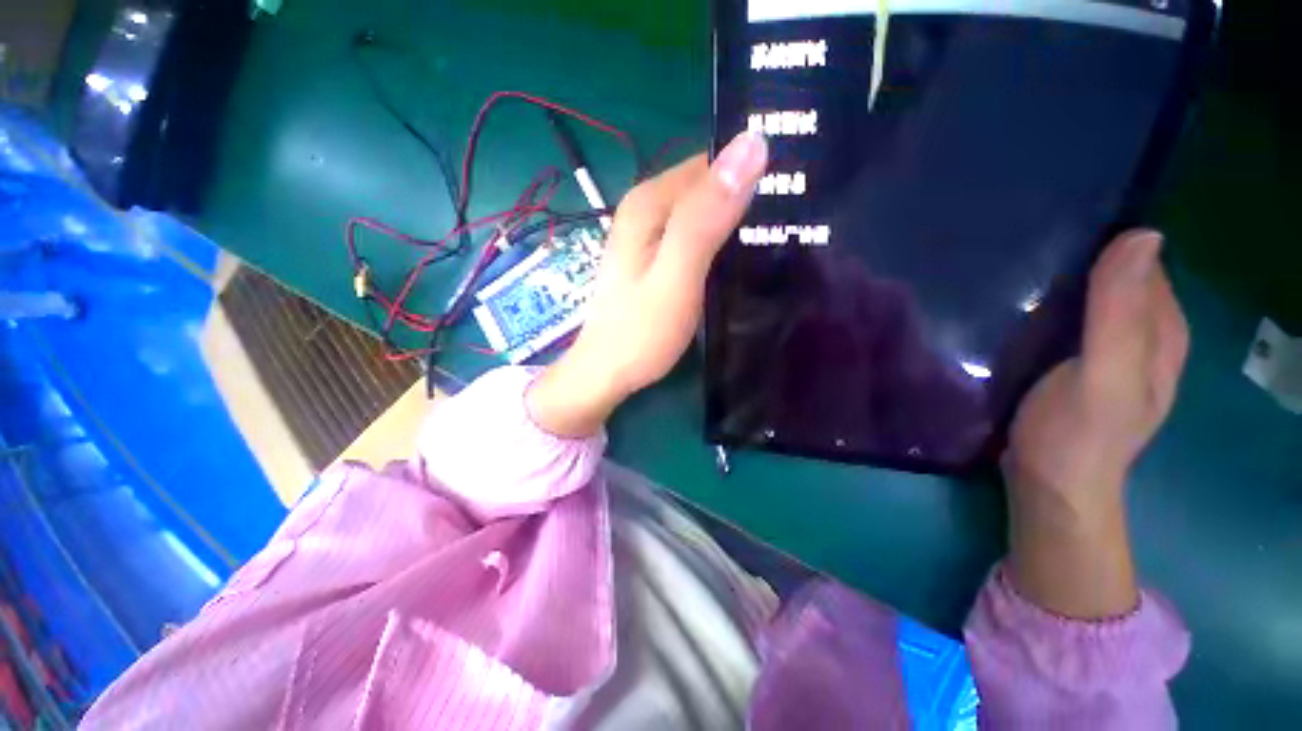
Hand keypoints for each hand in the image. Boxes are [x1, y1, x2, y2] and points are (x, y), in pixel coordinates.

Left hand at [527, 132, 769, 436]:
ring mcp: (650, 235)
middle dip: (750, 200)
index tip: (799, 193)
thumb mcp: (677, 275)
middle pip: (710, 187)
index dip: (755, 172)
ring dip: (739, 224)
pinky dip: (722, 243)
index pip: (714, 164)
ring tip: (782, 241)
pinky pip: (698, 237)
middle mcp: (647, 208)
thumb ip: (706, 217)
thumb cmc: (641, 332)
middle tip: (797, 224)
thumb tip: (751, 144)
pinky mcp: (657, 258)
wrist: (608, 373)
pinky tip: (745, 260)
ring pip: (706, 213)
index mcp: (650, 201)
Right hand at [1005, 230, 1189, 618]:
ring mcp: (1106, 354)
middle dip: (1080, 258)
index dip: (1109, 241)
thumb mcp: (1105, 374)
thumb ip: (1122, 312)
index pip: (1145, 265)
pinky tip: (1016, 306)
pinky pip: (1067, 323)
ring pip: (1089, 300)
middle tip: (1025, 244)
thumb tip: (1142, 234)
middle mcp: (1141, 337)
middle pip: (1117, 280)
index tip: (1058, 224)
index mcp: (1161, 332)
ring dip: (1059, 283)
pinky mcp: (1073, 367)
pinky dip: (1047, 308)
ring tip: (1013, 267)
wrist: (1048, 487)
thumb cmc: (1079, 434)